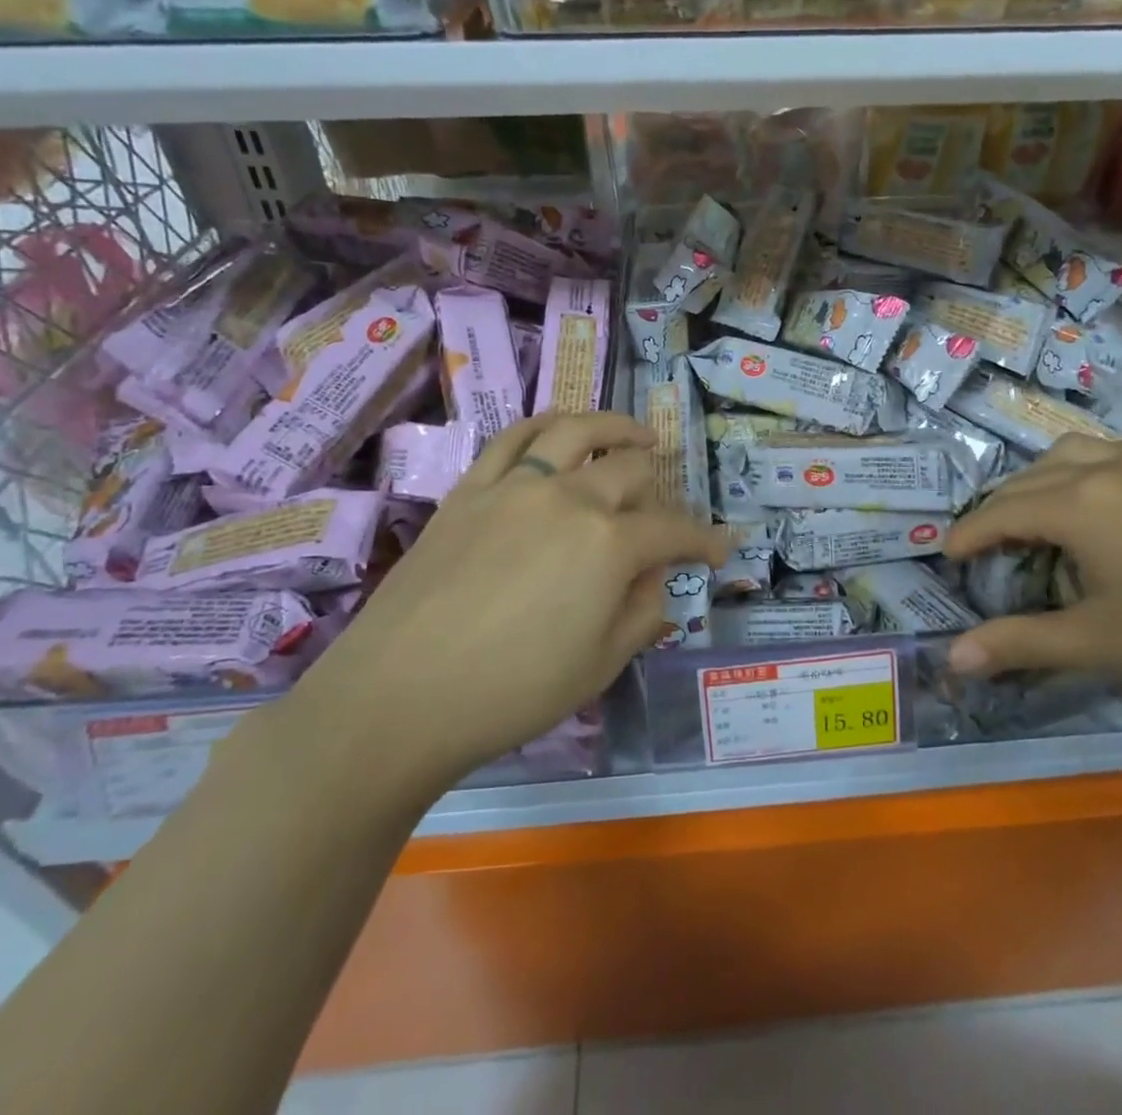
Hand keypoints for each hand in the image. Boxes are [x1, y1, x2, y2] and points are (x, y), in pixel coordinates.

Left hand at [289, 412, 730, 795]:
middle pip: (630, 469)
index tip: (723, 547)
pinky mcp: (471, 490)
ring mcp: (516, 487)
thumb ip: (641, 613)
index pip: (673, 531)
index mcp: (609, 544)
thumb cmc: (511, 692)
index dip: (705, 540)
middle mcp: (569, 499)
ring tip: (635, 434)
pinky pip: (514, 439)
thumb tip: (654, 578)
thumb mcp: (599, 667)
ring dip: (615, 427)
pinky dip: (546, 424)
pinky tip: (560, 427)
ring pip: (576, 432)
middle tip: (667, 505)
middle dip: (662, 484)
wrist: (398, 696)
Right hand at [943, 433, 1121, 705]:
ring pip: (1069, 453)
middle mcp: (1104, 468)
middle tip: (987, 548)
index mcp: (1077, 504)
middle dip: (997, 511)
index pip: (1000, 513)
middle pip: (1028, 479)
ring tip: (1037, 516)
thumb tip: (952, 659)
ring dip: (1039, 480)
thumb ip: (1019, 644)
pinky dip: (1083, 468)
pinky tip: (1100, 500)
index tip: (948, 558)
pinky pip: (1112, 452)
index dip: (968, 536)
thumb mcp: (1099, 643)